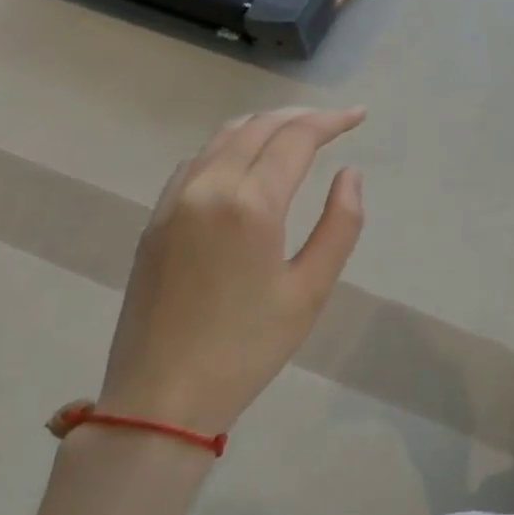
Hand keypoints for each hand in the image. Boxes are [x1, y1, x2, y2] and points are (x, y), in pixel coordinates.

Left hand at [98, 108, 365, 434]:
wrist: (161, 398)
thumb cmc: (247, 348)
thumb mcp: (310, 290)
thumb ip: (340, 224)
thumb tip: (349, 174)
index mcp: (251, 204)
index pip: (295, 138)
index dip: (330, 120)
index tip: (358, 116)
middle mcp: (208, 187)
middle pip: (258, 127)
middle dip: (300, 117)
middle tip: (333, 122)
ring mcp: (174, 200)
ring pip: (222, 137)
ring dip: (264, 125)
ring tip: (295, 132)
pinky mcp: (155, 218)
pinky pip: (196, 161)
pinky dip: (229, 145)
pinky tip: (245, 161)